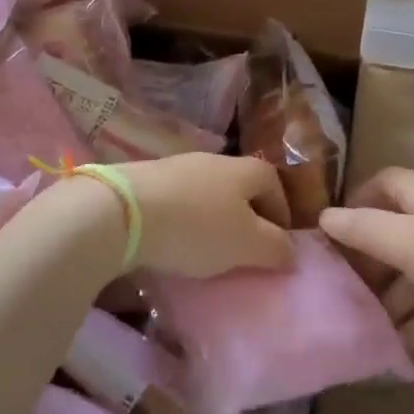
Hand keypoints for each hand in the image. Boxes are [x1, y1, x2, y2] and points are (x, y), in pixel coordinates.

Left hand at [109, 153, 293, 278]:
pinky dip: (183, 221)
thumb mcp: (246, 244)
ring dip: (213, 220)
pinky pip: (177, 201)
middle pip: (240, 187)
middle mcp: (215, 160)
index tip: (279, 246)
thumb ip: (275, 248)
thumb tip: (291, 252)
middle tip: (244, 252)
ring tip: (207, 253)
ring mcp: (177, 166)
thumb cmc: (197, 227)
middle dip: (247, 217)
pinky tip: (174, 244)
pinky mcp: (146, 180)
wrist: (123, 211)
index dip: (282, 214)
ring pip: (207, 194)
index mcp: (246, 169)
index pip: (275, 184)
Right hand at [319, 167, 413, 350]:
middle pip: (398, 232)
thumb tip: (324, 216)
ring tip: (361, 326)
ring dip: (391, 298)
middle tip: (340, 288)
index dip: (360, 199)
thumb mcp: (405, 241)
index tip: (334, 229)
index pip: (387, 183)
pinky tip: (394, 349)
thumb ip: (363, 229)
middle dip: (370, 259)